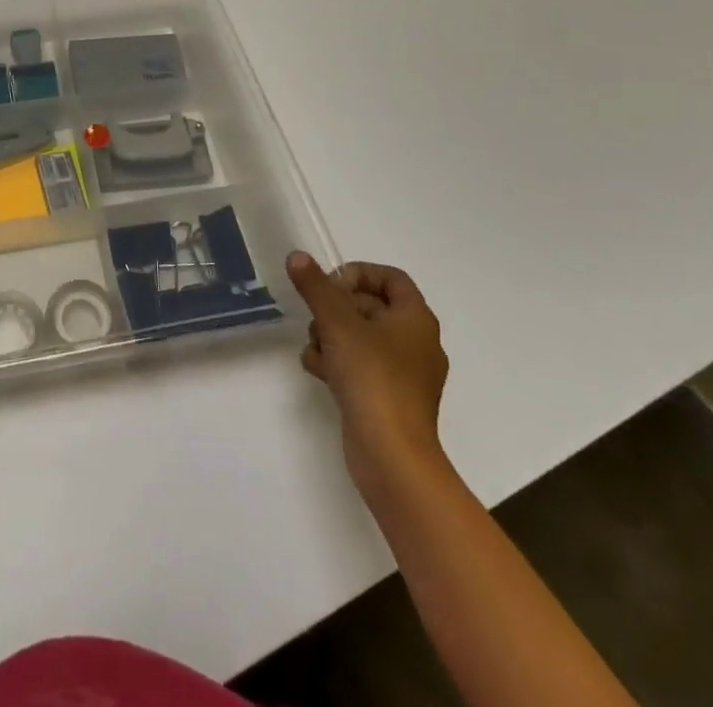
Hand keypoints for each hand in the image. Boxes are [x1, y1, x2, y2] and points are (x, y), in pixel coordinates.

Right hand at [288, 252, 448, 488]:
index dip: (358, 274)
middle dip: (335, 308)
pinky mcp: (386, 398)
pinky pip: (358, 365)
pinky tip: (319, 372)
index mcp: (416, 320)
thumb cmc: (373, 378)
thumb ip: (316, 287)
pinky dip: (337, 363)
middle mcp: (415, 343)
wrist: (392, 456)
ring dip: (330, 336)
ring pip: (358, 336)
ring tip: (316, 349)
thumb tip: (297, 256)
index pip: (390, 278)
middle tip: (317, 318)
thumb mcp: (338, 323)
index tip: (330, 287)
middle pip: (369, 306)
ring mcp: (402, 373)